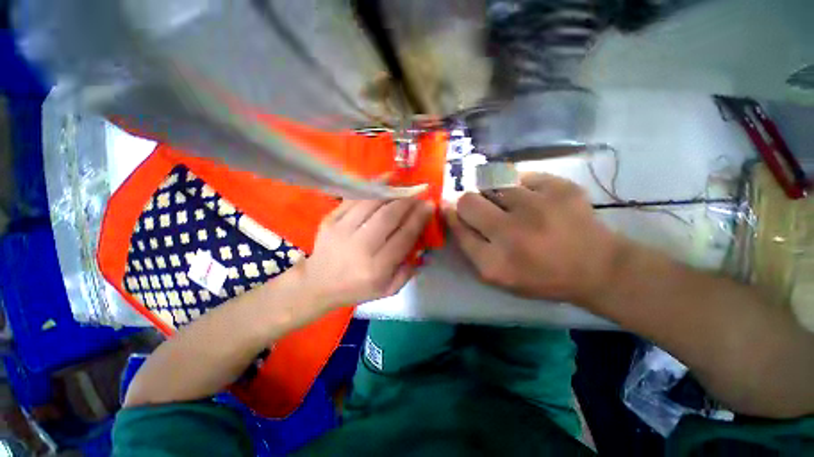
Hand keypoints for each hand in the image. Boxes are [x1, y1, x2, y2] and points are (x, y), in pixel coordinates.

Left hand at [300, 198, 433, 308]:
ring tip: (404, 185)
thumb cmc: (357, 288)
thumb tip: (422, 245)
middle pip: (388, 216)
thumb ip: (408, 271)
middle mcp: (360, 248)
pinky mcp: (330, 220)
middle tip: (419, 193)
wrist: (319, 283)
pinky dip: (371, 186)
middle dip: (407, 201)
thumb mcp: (388, 290)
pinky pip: (354, 198)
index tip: (430, 205)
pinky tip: (384, 179)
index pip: (404, 237)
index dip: (419, 218)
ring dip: (392, 191)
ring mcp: (341, 231)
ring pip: (371, 203)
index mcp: (376, 268)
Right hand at [443, 173, 627, 305]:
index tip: (451, 209)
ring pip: (493, 183)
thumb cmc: (541, 276)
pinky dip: (522, 187)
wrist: (598, 268)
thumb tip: (452, 212)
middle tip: (482, 208)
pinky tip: (535, 201)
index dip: (452, 215)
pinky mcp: (560, 188)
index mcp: (494, 263)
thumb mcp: (499, 276)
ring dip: (495, 193)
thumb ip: (471, 247)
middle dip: (469, 203)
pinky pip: (521, 176)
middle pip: (468, 201)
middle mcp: (511, 234)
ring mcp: (538, 207)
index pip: (457, 227)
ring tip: (513, 205)